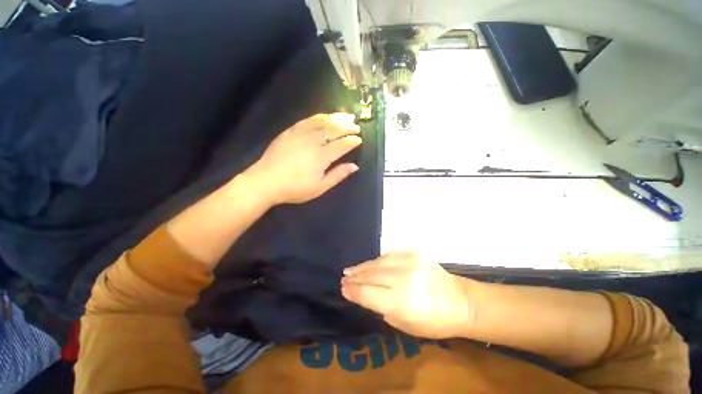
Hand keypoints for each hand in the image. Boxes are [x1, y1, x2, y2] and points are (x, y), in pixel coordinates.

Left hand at [245, 113, 361, 204]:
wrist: (265, 182)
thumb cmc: (294, 189)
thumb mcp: (319, 188)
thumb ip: (337, 175)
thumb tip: (354, 166)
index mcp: (321, 157)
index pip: (341, 145)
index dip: (352, 141)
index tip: (359, 139)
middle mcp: (312, 142)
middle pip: (334, 130)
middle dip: (347, 127)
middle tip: (356, 126)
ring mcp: (300, 134)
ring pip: (322, 122)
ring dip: (336, 118)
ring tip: (347, 116)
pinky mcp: (290, 131)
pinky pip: (308, 120)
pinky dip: (320, 117)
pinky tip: (326, 116)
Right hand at [341, 252, 476, 338]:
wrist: (460, 301)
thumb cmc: (433, 321)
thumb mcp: (404, 324)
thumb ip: (382, 307)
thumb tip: (364, 294)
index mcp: (402, 302)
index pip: (368, 294)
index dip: (353, 291)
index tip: (343, 289)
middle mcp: (404, 279)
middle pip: (371, 276)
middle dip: (355, 278)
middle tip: (343, 279)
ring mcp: (410, 262)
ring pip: (378, 263)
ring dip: (362, 267)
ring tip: (350, 270)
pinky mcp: (415, 253)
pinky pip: (389, 256)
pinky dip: (377, 261)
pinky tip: (368, 264)